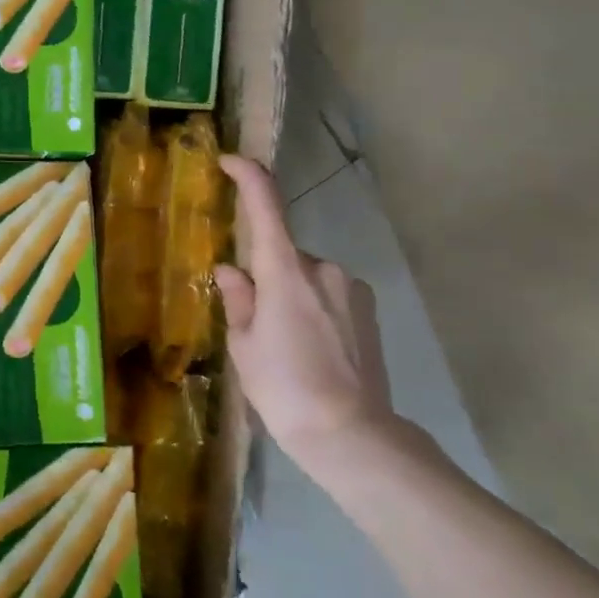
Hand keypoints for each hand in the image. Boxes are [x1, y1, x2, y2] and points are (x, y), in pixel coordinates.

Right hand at [214, 156, 399, 476]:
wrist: (352, 436)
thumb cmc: (284, 389)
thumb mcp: (244, 346)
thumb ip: (237, 299)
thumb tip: (230, 270)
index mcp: (284, 271)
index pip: (266, 205)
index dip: (248, 176)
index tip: (230, 161)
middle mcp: (321, 267)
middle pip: (282, 253)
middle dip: (265, 274)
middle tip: (254, 321)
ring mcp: (350, 287)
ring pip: (306, 276)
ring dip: (290, 294)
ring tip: (286, 345)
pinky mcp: (368, 308)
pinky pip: (328, 293)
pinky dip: (313, 308)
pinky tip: (312, 348)